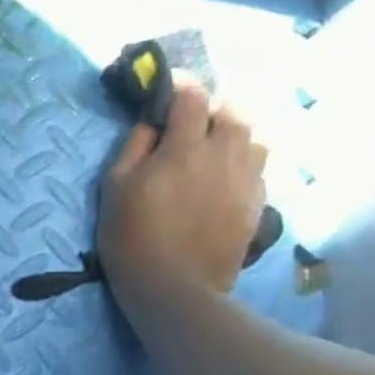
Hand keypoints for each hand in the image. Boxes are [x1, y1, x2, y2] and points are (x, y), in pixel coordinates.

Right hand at [97, 80, 267, 298]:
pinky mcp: (256, 207)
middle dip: (216, 106)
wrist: (174, 290)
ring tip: (215, 145)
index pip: (193, 96)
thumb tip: (152, 123)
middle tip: (195, 119)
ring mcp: (245, 183)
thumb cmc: (132, 235)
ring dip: (236, 133)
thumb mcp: (115, 185)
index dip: (182, 84)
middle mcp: (223, 158)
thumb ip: (135, 145)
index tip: (169, 87)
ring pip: (256, 138)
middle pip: (236, 111)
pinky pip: (259, 169)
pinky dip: (243, 162)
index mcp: (184, 149)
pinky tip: (224, 177)